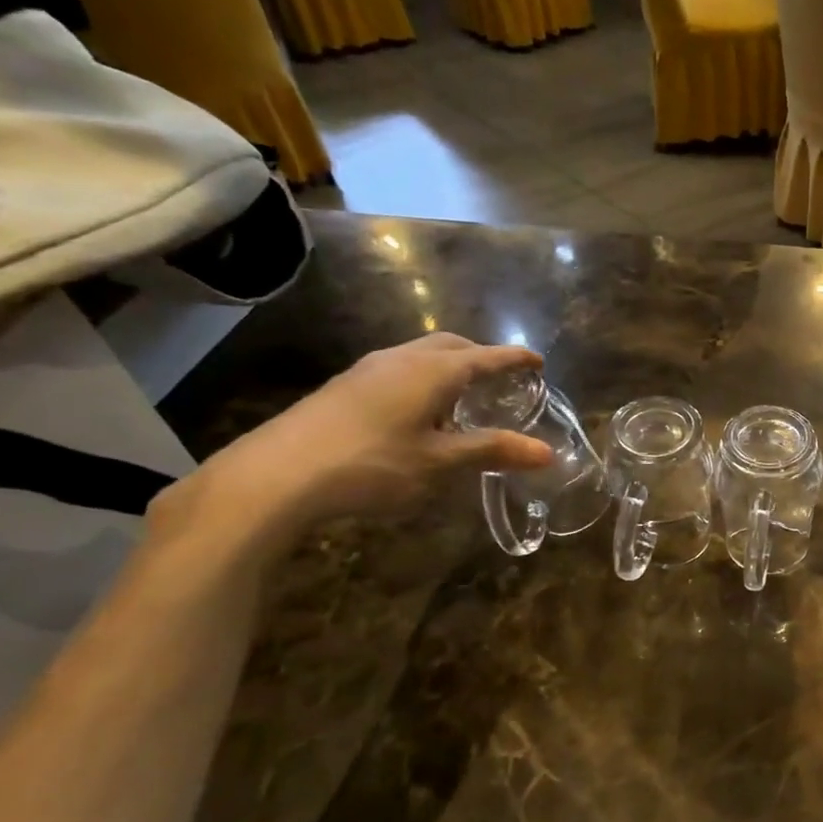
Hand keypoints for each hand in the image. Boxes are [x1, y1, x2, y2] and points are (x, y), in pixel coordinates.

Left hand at [153, 334, 553, 546]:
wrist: (275, 475)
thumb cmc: (373, 464)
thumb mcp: (441, 462)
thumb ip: (493, 451)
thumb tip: (547, 452)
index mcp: (434, 370)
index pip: (486, 356)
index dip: (514, 359)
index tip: (538, 361)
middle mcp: (401, 359)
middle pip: (451, 345)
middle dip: (480, 356)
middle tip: (501, 377)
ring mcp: (367, 370)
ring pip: (420, 356)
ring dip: (449, 367)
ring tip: (463, 395)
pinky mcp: (344, 389)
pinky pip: (398, 371)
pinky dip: (423, 380)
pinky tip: (418, 413)